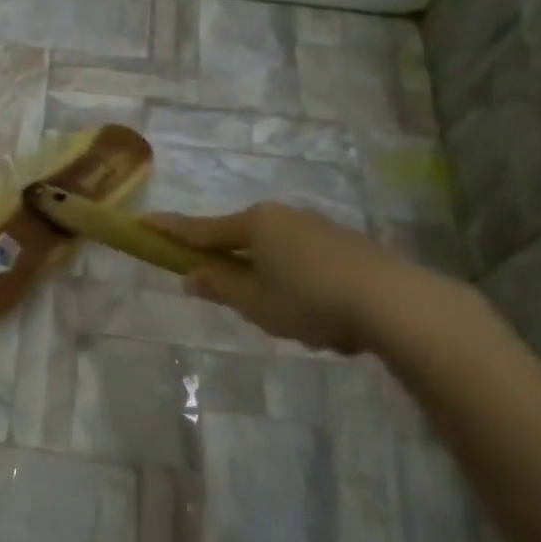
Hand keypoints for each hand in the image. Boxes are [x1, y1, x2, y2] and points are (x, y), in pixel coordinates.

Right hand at [144, 202, 425, 353]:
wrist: (398, 304)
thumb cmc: (311, 301)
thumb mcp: (254, 302)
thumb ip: (219, 287)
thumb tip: (192, 275)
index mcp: (255, 225)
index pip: (200, 229)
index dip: (169, 230)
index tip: (142, 222)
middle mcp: (284, 217)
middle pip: (242, 242)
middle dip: (236, 271)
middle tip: (244, 305)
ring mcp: (319, 228)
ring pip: (277, 257)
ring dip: (274, 285)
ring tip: (298, 324)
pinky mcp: (348, 245)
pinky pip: (307, 266)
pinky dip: (304, 289)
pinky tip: (326, 320)